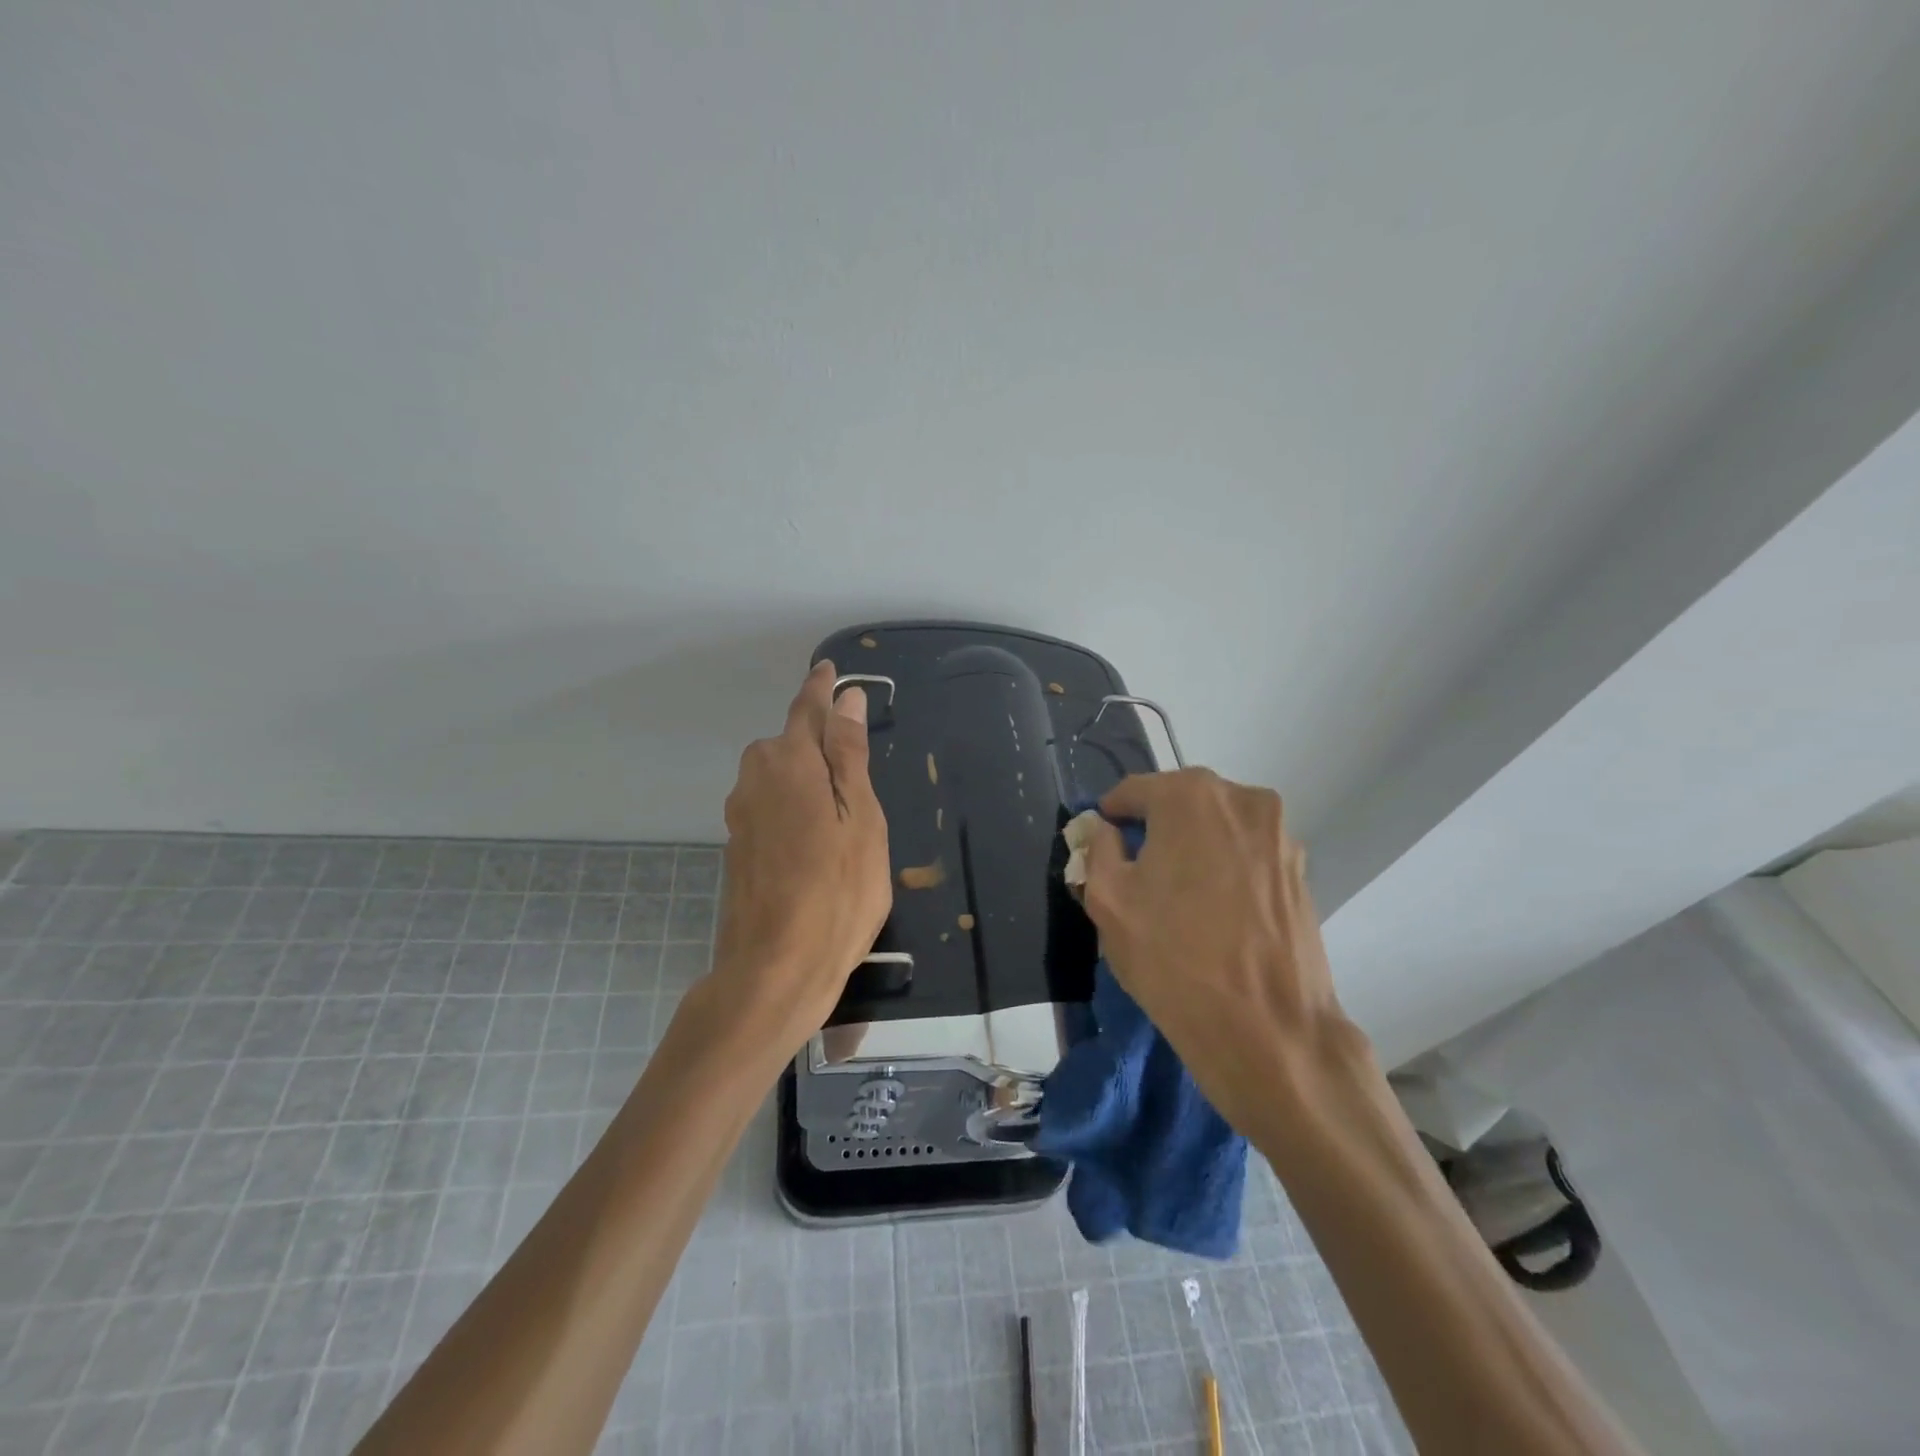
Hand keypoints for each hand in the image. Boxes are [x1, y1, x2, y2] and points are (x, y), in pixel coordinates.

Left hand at [711, 661, 891, 1054]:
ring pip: (776, 774)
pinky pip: (769, 804)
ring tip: (840, 801)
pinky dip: (792, 803)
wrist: (775, 969)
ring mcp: (741, 815)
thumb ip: (849, 754)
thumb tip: (847, 698)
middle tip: (854, 755)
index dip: (821, 689)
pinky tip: (813, 835)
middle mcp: (755, 779)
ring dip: (804, 773)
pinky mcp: (737, 846)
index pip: (806, 709)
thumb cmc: (837, 892)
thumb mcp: (861, 817)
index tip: (830, 670)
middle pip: (787, 741)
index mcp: (789, 763)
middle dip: (815, 737)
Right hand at [1078, 768, 1361, 1137]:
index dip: (1109, 820)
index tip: (1100, 852)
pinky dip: (1223, 871)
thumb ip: (1097, 849)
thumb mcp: (1108, 901)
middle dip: (1152, 832)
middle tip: (1135, 879)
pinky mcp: (1300, 871)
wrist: (1269, 1032)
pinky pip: (1245, 855)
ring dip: (1190, 850)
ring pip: (1215, 830)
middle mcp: (1242, 799)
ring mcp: (1280, 834)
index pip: (1133, 791)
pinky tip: (1213, 916)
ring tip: (1177, 902)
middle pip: (1178, 805)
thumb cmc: (1174, 960)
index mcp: (1191, 795)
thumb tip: (1104, 830)